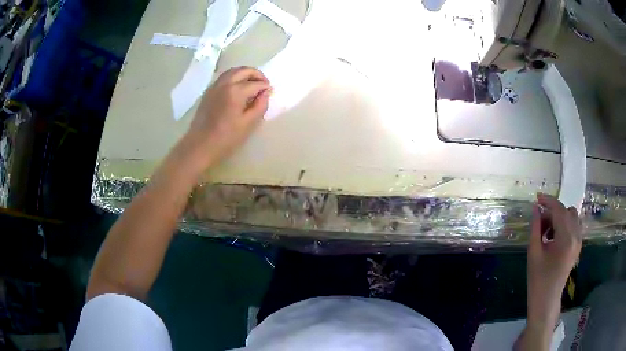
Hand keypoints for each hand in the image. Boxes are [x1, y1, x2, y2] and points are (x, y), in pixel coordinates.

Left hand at [182, 66, 271, 167]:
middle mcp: (224, 83)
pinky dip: (234, 77)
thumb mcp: (248, 124)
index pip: (256, 83)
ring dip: (245, 73)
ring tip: (252, 84)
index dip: (266, 87)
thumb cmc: (226, 138)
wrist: (200, 146)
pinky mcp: (208, 91)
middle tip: (264, 84)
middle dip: (257, 74)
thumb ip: (260, 106)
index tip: (271, 92)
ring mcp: (214, 86)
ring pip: (233, 71)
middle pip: (244, 70)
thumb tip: (266, 93)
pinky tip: (238, 88)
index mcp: (235, 91)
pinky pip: (224, 77)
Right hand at [528, 193, 581, 303]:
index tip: (537, 198)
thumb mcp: (534, 252)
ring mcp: (579, 241)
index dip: (548, 201)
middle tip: (540, 224)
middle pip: (566, 211)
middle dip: (553, 212)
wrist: (547, 299)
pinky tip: (554, 238)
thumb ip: (535, 228)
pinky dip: (565, 225)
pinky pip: (574, 226)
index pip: (559, 209)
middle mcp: (576, 235)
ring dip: (560, 218)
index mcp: (566, 238)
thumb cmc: (538, 279)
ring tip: (547, 232)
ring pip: (572, 217)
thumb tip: (535, 208)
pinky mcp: (578, 245)